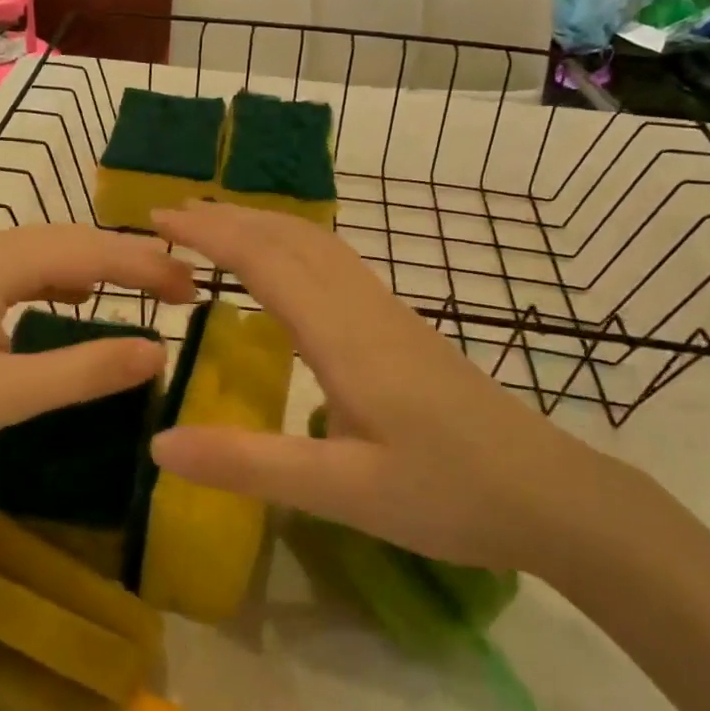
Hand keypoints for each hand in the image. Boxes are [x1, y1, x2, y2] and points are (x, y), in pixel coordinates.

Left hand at [0, 225, 195, 501]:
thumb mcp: (4, 397)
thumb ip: (84, 370)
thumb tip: (158, 351)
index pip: (89, 251)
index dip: (147, 267)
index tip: (196, 287)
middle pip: (68, 240)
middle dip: (127, 263)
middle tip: (181, 292)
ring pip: (42, 250)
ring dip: (93, 268)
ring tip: (141, 291)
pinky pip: (16, 267)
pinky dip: (55, 279)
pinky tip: (71, 299)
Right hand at [149, 203, 610, 574]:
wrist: (551, 495)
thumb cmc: (446, 494)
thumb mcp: (340, 491)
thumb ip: (248, 465)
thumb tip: (158, 444)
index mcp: (342, 335)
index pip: (264, 261)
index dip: (209, 233)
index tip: (159, 219)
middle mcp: (363, 308)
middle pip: (290, 238)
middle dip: (229, 217)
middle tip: (174, 216)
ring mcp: (389, 314)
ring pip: (318, 245)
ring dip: (262, 225)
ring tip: (218, 229)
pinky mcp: (403, 329)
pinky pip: (336, 264)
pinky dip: (293, 246)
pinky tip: (287, 270)